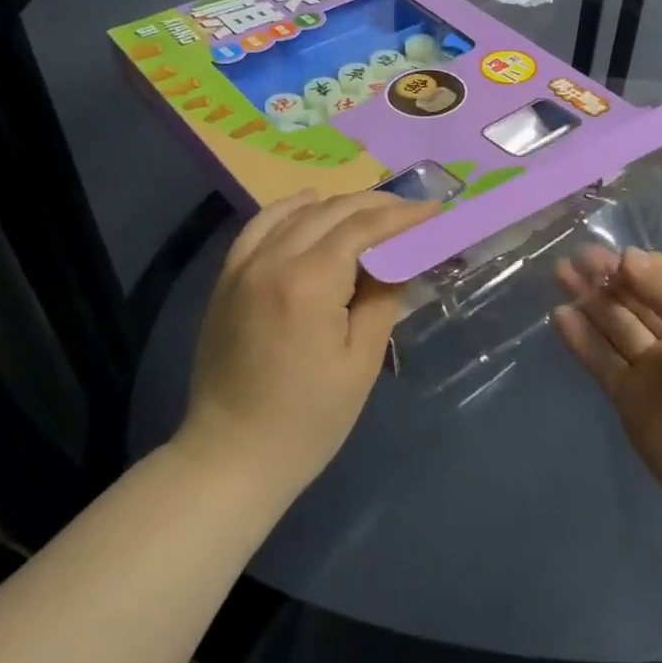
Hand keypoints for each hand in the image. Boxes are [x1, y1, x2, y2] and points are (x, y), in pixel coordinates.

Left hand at [184, 190, 440, 494]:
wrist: (231, 457)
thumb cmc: (308, 420)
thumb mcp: (362, 361)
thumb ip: (383, 297)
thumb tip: (400, 257)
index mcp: (309, 282)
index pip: (363, 227)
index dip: (402, 215)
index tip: (434, 209)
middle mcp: (273, 260)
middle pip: (332, 211)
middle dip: (377, 205)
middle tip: (412, 212)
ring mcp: (244, 266)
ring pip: (298, 212)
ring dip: (340, 205)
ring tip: (372, 212)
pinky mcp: (227, 278)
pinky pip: (260, 225)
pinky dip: (291, 209)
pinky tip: (311, 205)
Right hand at [554, 248, 661, 518]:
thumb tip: (627, 257)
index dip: (643, 264)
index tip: (614, 252)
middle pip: (639, 300)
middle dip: (610, 277)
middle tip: (576, 257)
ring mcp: (655, 371)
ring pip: (616, 326)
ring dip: (591, 300)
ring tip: (561, 273)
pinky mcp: (630, 400)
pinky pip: (603, 361)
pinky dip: (582, 338)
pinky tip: (560, 314)